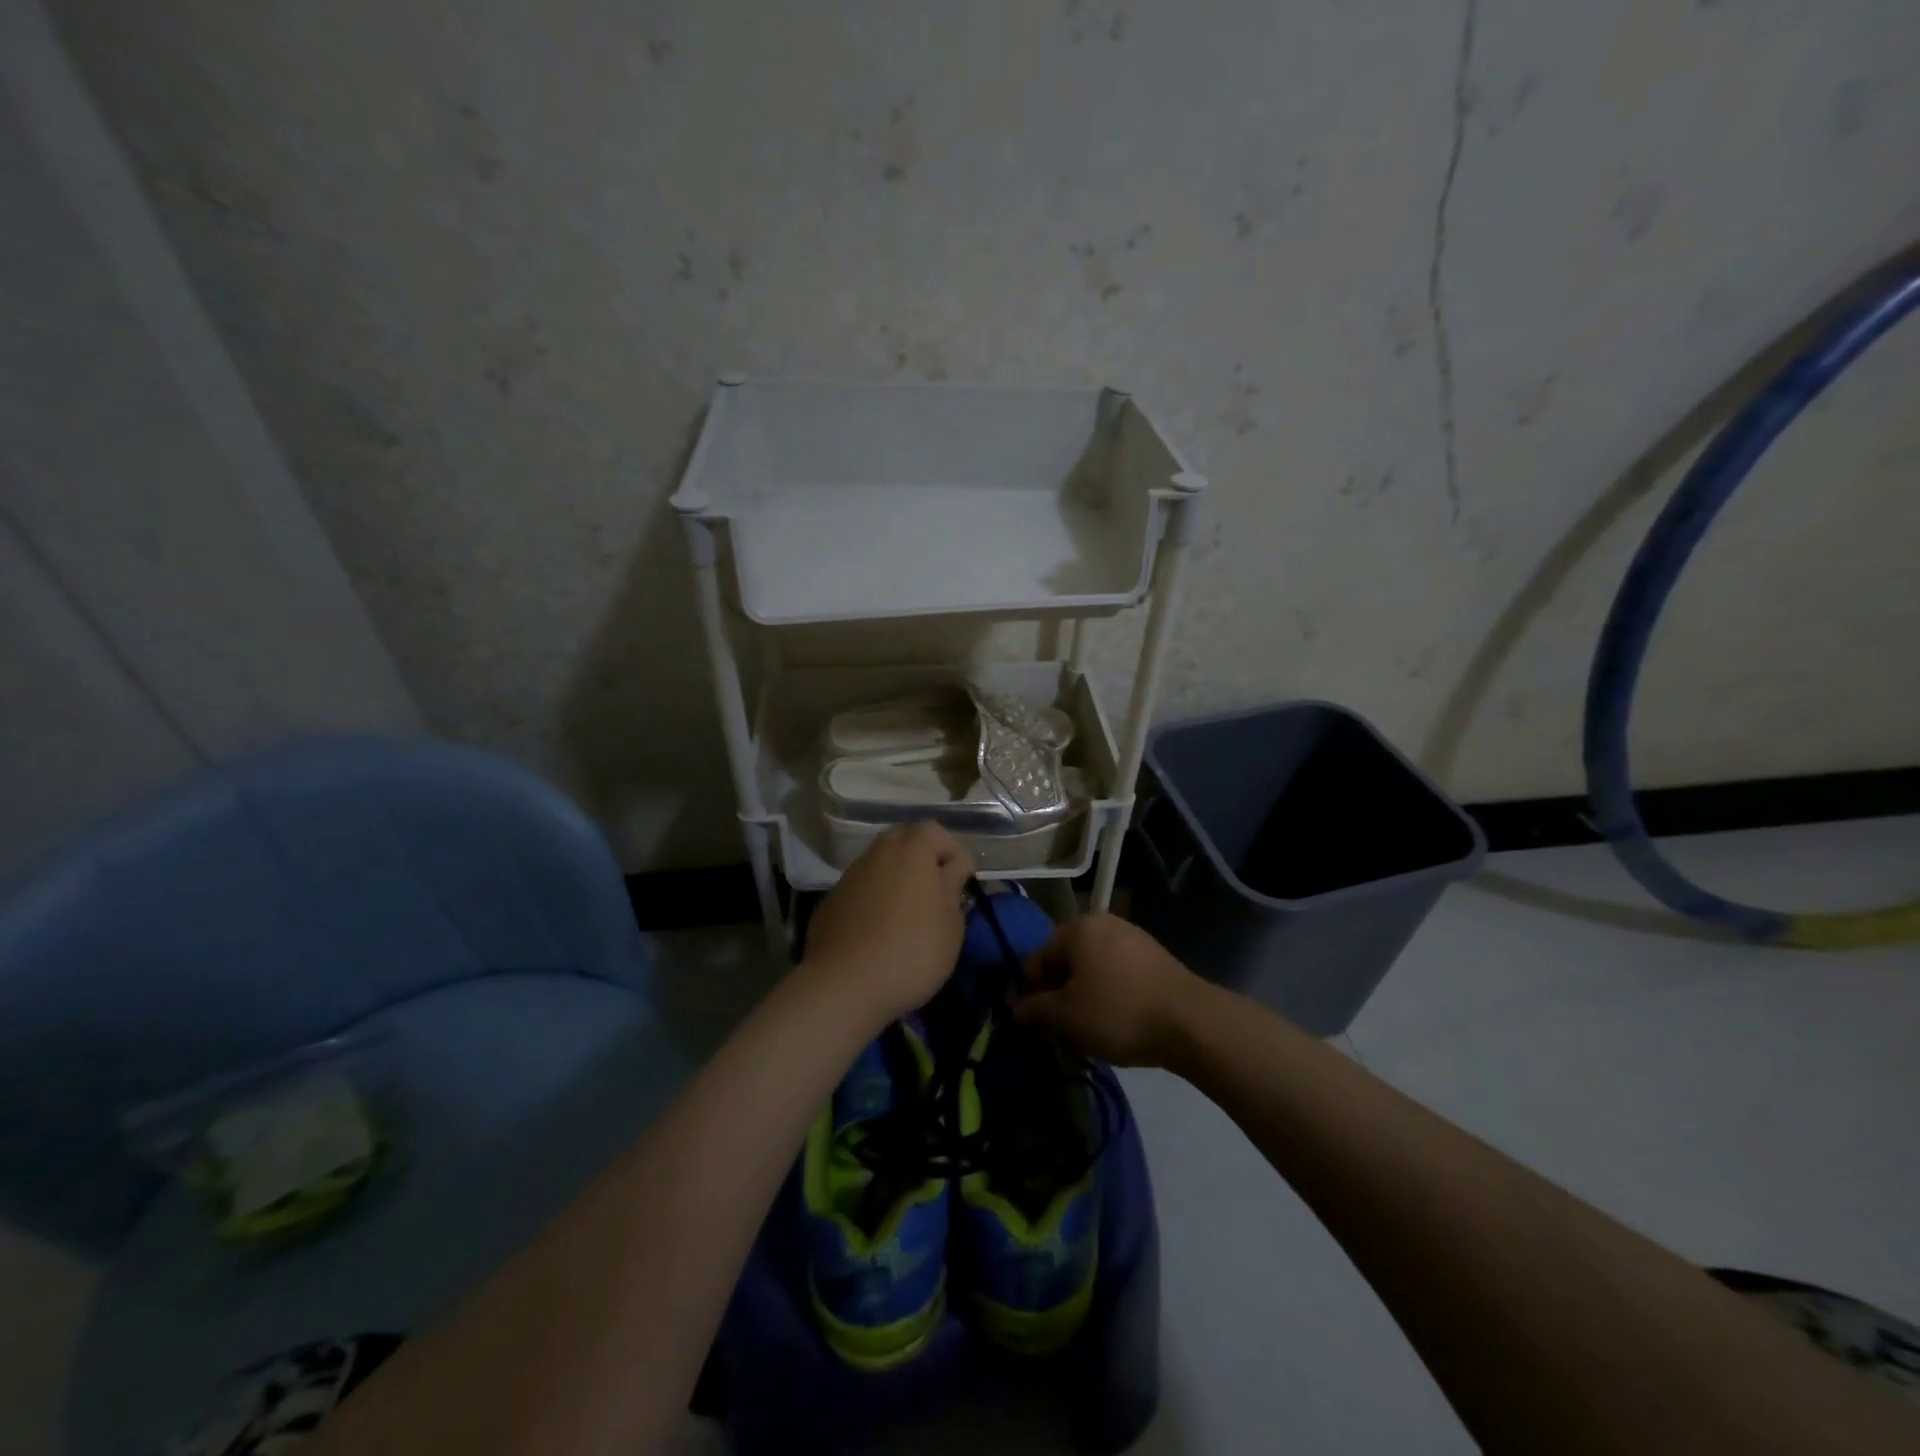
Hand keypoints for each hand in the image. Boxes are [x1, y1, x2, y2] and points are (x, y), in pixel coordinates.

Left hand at [803, 822, 974, 1025]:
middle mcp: (878, 852)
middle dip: (922, 859)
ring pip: (880, 864)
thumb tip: (953, 866)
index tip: (961, 883)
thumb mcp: (951, 922)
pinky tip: (879, 931)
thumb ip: (953, 885)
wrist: (844, 986)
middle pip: (904, 840)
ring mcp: (850, 875)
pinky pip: (861, 889)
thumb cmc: (912, 951)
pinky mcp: (831, 901)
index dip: (952, 852)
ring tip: (908, 915)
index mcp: (912, 849)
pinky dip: (874, 899)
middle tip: (935, 893)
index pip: (936, 831)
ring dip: (896, 879)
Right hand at [1011, 913, 1206, 1066]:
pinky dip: (1108, 995)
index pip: (1038, 958)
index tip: (1025, 1021)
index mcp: (1078, 928)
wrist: (1190, 1022)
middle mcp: (1104, 923)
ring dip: (1082, 997)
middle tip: (1056, 1029)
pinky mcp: (1155, 958)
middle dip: (1057, 995)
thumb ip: (1034, 1009)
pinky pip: (1117, 975)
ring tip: (1085, 1032)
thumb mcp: (1066, 1016)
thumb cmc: (1118, 1012)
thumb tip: (1014, 1007)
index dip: (1026, 990)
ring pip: (1093, 970)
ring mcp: (1133, 938)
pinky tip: (1114, 1023)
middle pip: (1067, 961)